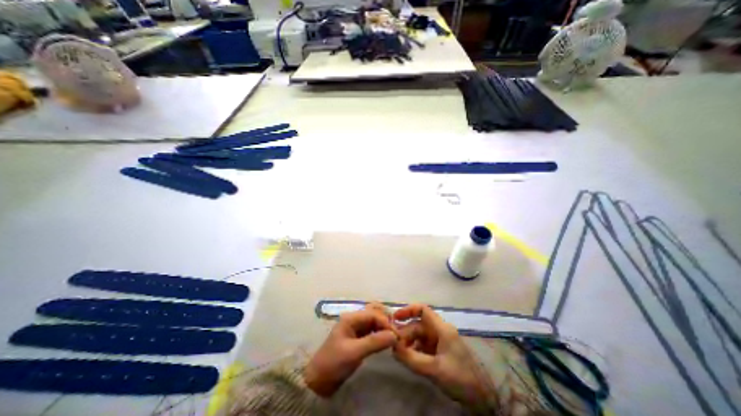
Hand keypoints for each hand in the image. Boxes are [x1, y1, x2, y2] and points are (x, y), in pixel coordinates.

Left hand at [305, 302, 399, 395]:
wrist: (319, 380)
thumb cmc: (334, 362)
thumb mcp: (354, 352)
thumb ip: (374, 342)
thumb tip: (394, 335)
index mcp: (351, 318)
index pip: (373, 314)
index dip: (386, 322)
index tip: (396, 335)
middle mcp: (354, 318)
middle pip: (374, 312)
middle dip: (386, 320)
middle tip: (395, 333)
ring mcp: (356, 327)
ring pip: (374, 320)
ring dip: (383, 326)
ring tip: (393, 337)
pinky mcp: (358, 336)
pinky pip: (372, 329)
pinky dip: (380, 332)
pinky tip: (385, 340)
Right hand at [390, 303, 493, 410]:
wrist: (481, 397)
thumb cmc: (459, 377)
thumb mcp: (434, 369)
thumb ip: (412, 358)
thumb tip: (393, 348)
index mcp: (441, 328)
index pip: (423, 310)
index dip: (408, 310)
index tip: (395, 318)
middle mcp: (440, 331)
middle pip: (418, 325)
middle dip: (405, 332)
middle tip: (393, 344)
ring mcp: (439, 342)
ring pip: (419, 336)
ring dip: (408, 342)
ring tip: (398, 353)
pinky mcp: (439, 352)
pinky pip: (422, 346)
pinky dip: (414, 350)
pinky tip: (407, 358)